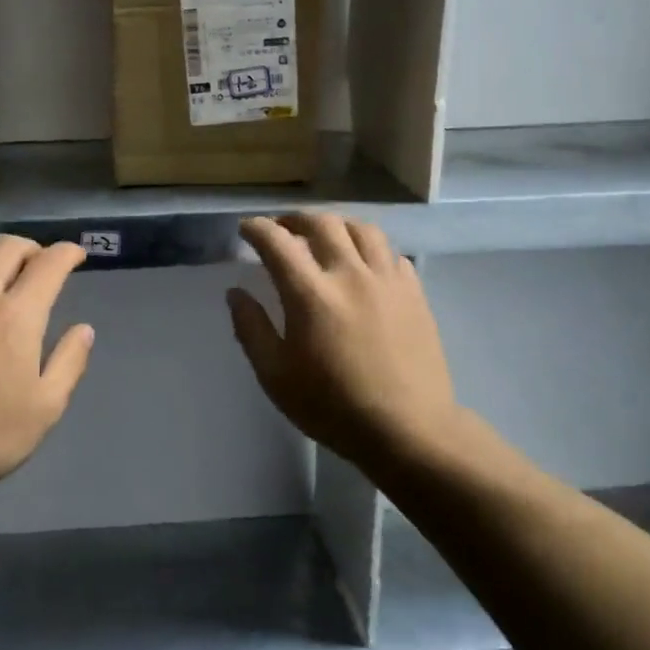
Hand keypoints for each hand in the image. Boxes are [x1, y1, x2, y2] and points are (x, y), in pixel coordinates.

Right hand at [227, 213, 458, 472]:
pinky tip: (364, 264)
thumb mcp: (275, 376)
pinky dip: (370, 249)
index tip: (246, 229)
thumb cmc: (332, 407)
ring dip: (336, 225)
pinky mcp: (414, 293)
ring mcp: (387, 280)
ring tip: (324, 236)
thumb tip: (235, 293)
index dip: (256, 228)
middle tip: (282, 229)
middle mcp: (350, 274)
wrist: (407, 429)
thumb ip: (251, 329)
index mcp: (310, 294)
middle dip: (294, 219)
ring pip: (361, 229)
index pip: (277, 242)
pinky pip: (391, 253)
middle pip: (322, 223)